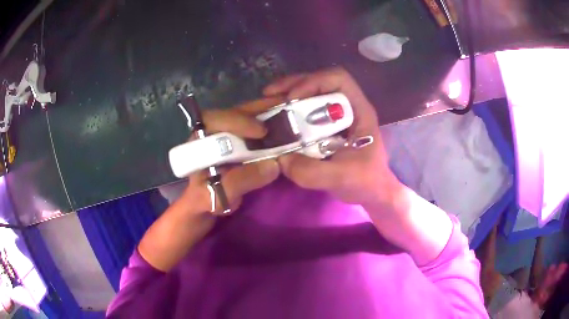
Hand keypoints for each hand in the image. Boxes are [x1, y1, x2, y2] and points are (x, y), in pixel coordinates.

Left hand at [139, 97, 282, 270]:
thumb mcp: (219, 194)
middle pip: (235, 111)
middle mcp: (213, 131)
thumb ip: (241, 180)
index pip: (214, 119)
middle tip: (285, 108)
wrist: (207, 204)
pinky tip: (285, 122)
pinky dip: (270, 122)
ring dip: (268, 112)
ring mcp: (228, 133)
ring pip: (246, 115)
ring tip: (290, 109)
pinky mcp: (239, 140)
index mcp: (200, 140)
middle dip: (259, 109)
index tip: (260, 132)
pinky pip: (255, 126)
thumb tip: (273, 165)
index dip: (237, 121)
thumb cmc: (206, 198)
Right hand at [264, 68, 399, 206]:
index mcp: (359, 111)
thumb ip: (313, 172)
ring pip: (312, 93)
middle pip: (321, 81)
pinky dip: (289, 110)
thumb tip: (281, 159)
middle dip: (294, 84)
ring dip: (288, 94)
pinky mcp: (326, 127)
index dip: (314, 82)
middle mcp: (348, 107)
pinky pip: (306, 110)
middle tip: (270, 94)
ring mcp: (336, 116)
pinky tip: (275, 117)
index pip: (339, 80)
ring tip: (267, 101)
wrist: (372, 193)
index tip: (293, 99)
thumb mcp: (342, 178)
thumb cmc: (366, 181)